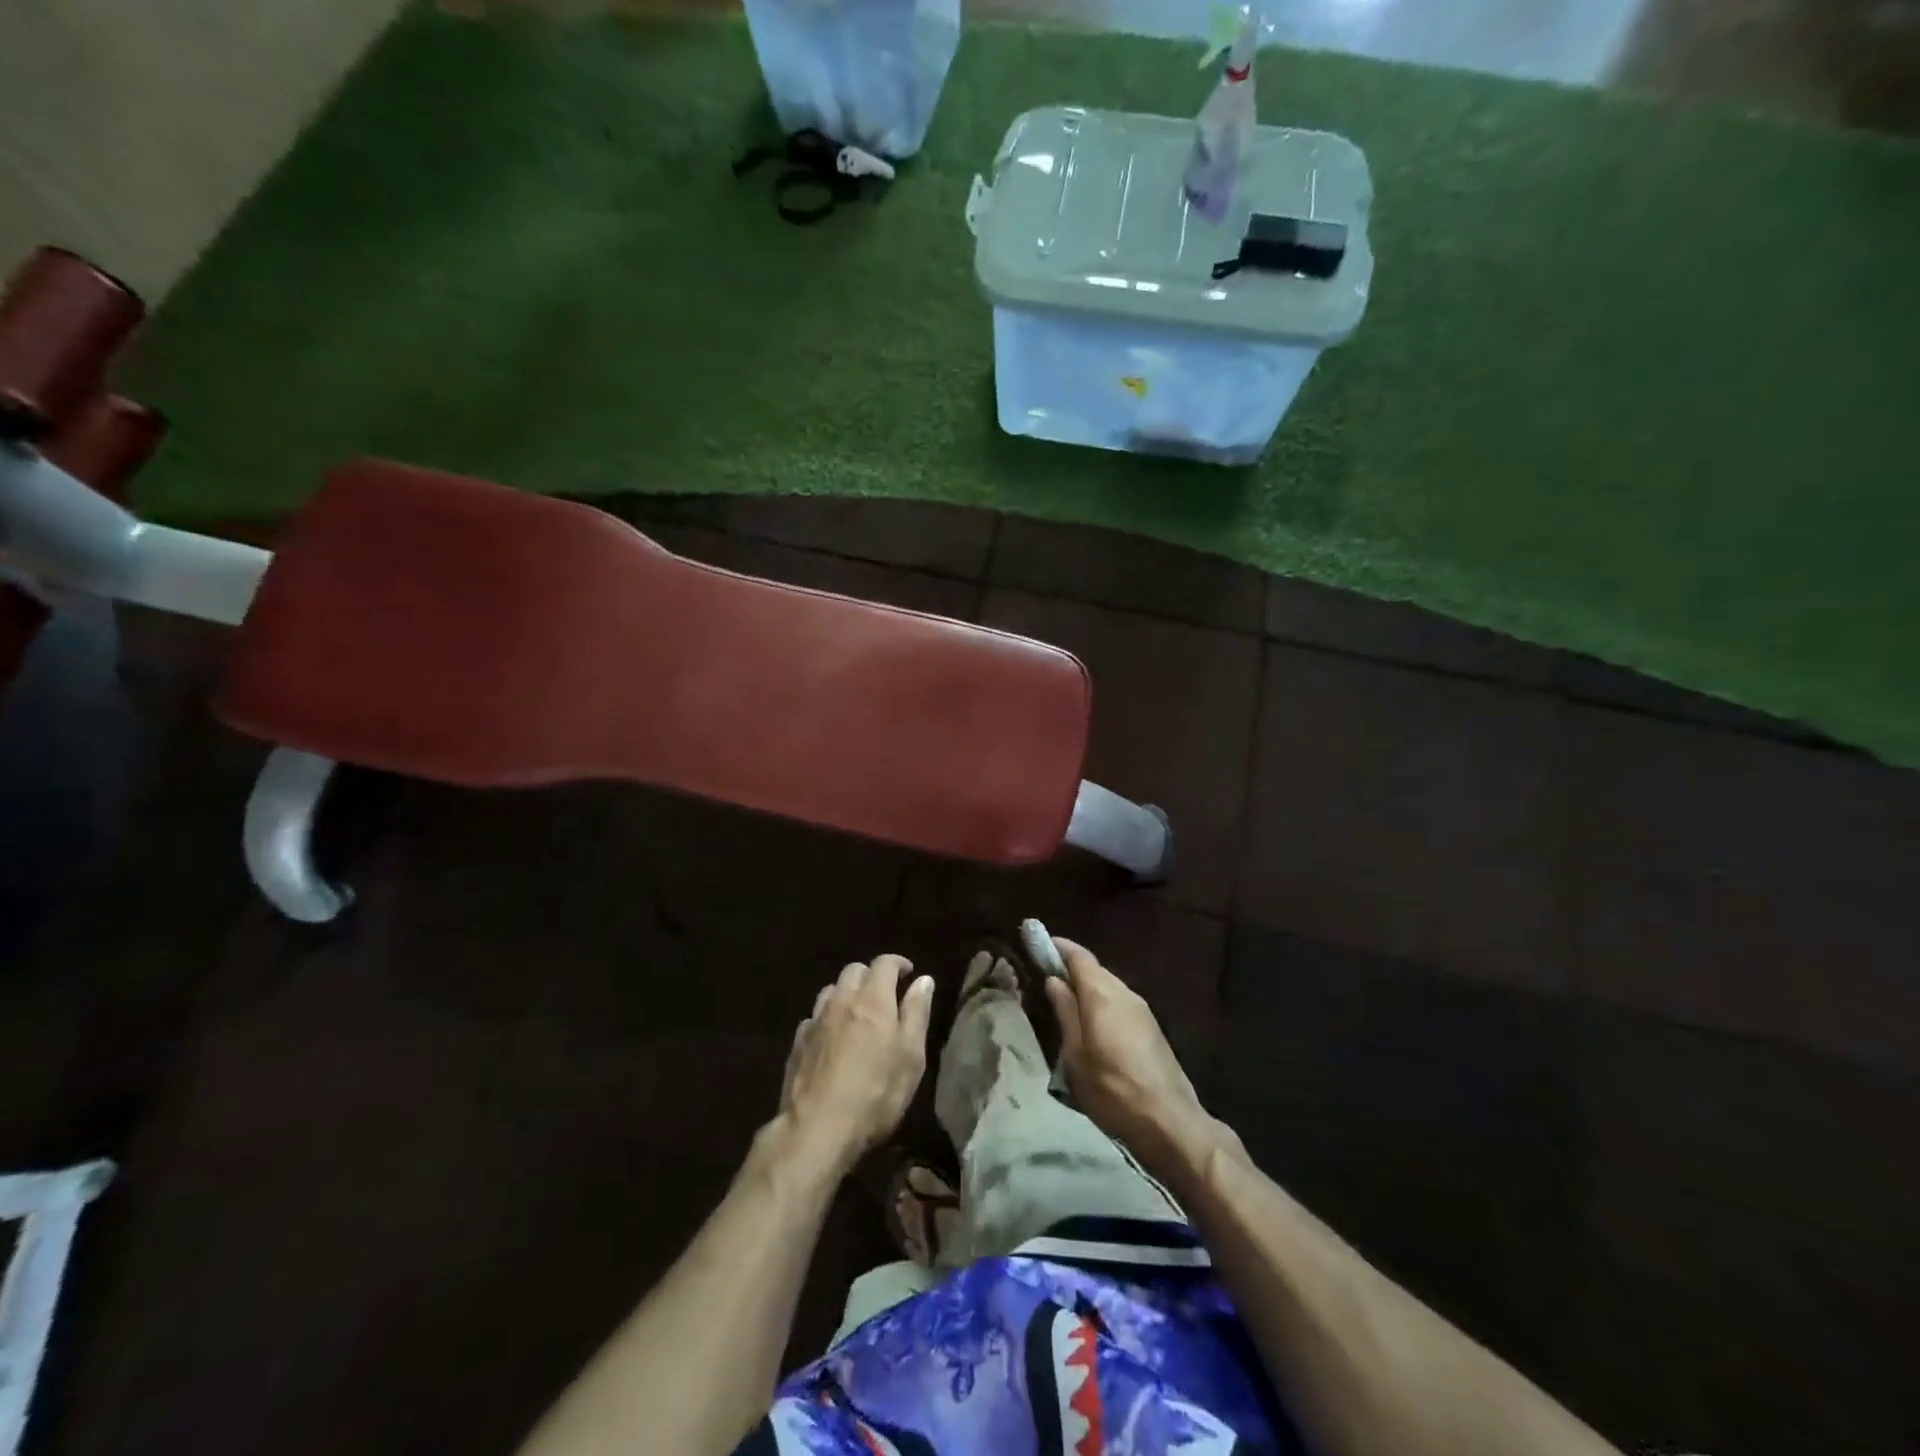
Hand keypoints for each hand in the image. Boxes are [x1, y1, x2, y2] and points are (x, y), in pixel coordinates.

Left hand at [779, 955, 934, 1173]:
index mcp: (873, 999)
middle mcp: (842, 1001)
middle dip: (871, 975)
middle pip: (854, 970)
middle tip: (885, 994)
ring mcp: (816, 1021)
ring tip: (857, 1014)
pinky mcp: (798, 1043)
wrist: (817, 1128)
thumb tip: (923, 980)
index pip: (884, 963)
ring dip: (847, 994)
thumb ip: (917, 1013)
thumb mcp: (911, 1057)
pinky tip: (832, 1038)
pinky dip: (827, 1018)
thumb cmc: (876, 1093)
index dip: (898, 963)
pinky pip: (814, 1017)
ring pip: (831, 990)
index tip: (909, 973)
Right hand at [1046, 938, 1214, 1175]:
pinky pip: (1119, 1003)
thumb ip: (1065, 1012)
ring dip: (1087, 988)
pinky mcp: (1151, 1028)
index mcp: (1102, 994)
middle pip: (1094, 969)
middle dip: (1071, 969)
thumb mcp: (1076, 1055)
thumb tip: (1054, 980)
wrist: (1169, 1121)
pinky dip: (1102, 1004)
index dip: (1057, 947)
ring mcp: (1142, 1010)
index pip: (1079, 956)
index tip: (1038, 943)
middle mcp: (1124, 992)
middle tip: (1046, 978)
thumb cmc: (1112, 1089)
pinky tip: (1092, 1025)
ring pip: (1108, 987)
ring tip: (1066, 1004)